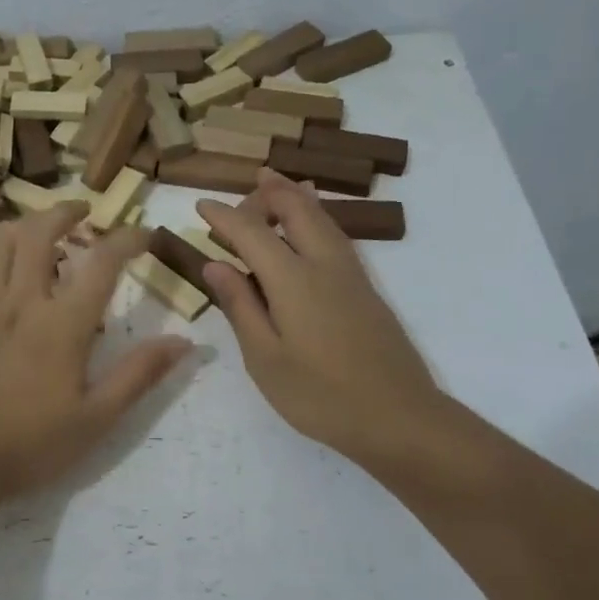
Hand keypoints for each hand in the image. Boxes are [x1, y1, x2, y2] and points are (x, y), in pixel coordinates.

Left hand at [0, 205, 192, 501]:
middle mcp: (21, 302)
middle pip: (38, 233)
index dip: (127, 239)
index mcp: (62, 324)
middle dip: (64, 212)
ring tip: (42, 228)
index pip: (101, 262)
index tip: (145, 235)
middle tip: (84, 211)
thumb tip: (184, 342)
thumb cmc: (31, 444)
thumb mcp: (97, 419)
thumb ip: (139, 375)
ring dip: (24, 224)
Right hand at [198, 169, 444, 469]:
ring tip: (278, 181)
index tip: (200, 205)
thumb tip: (215, 265)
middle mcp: (325, 265)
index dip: (224, 216)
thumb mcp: (265, 358)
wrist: (398, 418)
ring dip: (296, 196)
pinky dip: (317, 216)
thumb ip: (240, 306)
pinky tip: (313, 225)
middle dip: (268, 192)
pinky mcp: (366, 291)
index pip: (252, 232)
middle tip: (244, 188)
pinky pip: (336, 235)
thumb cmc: (320, 395)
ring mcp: (352, 275)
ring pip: (322, 218)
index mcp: (293, 280)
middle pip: (296, 209)